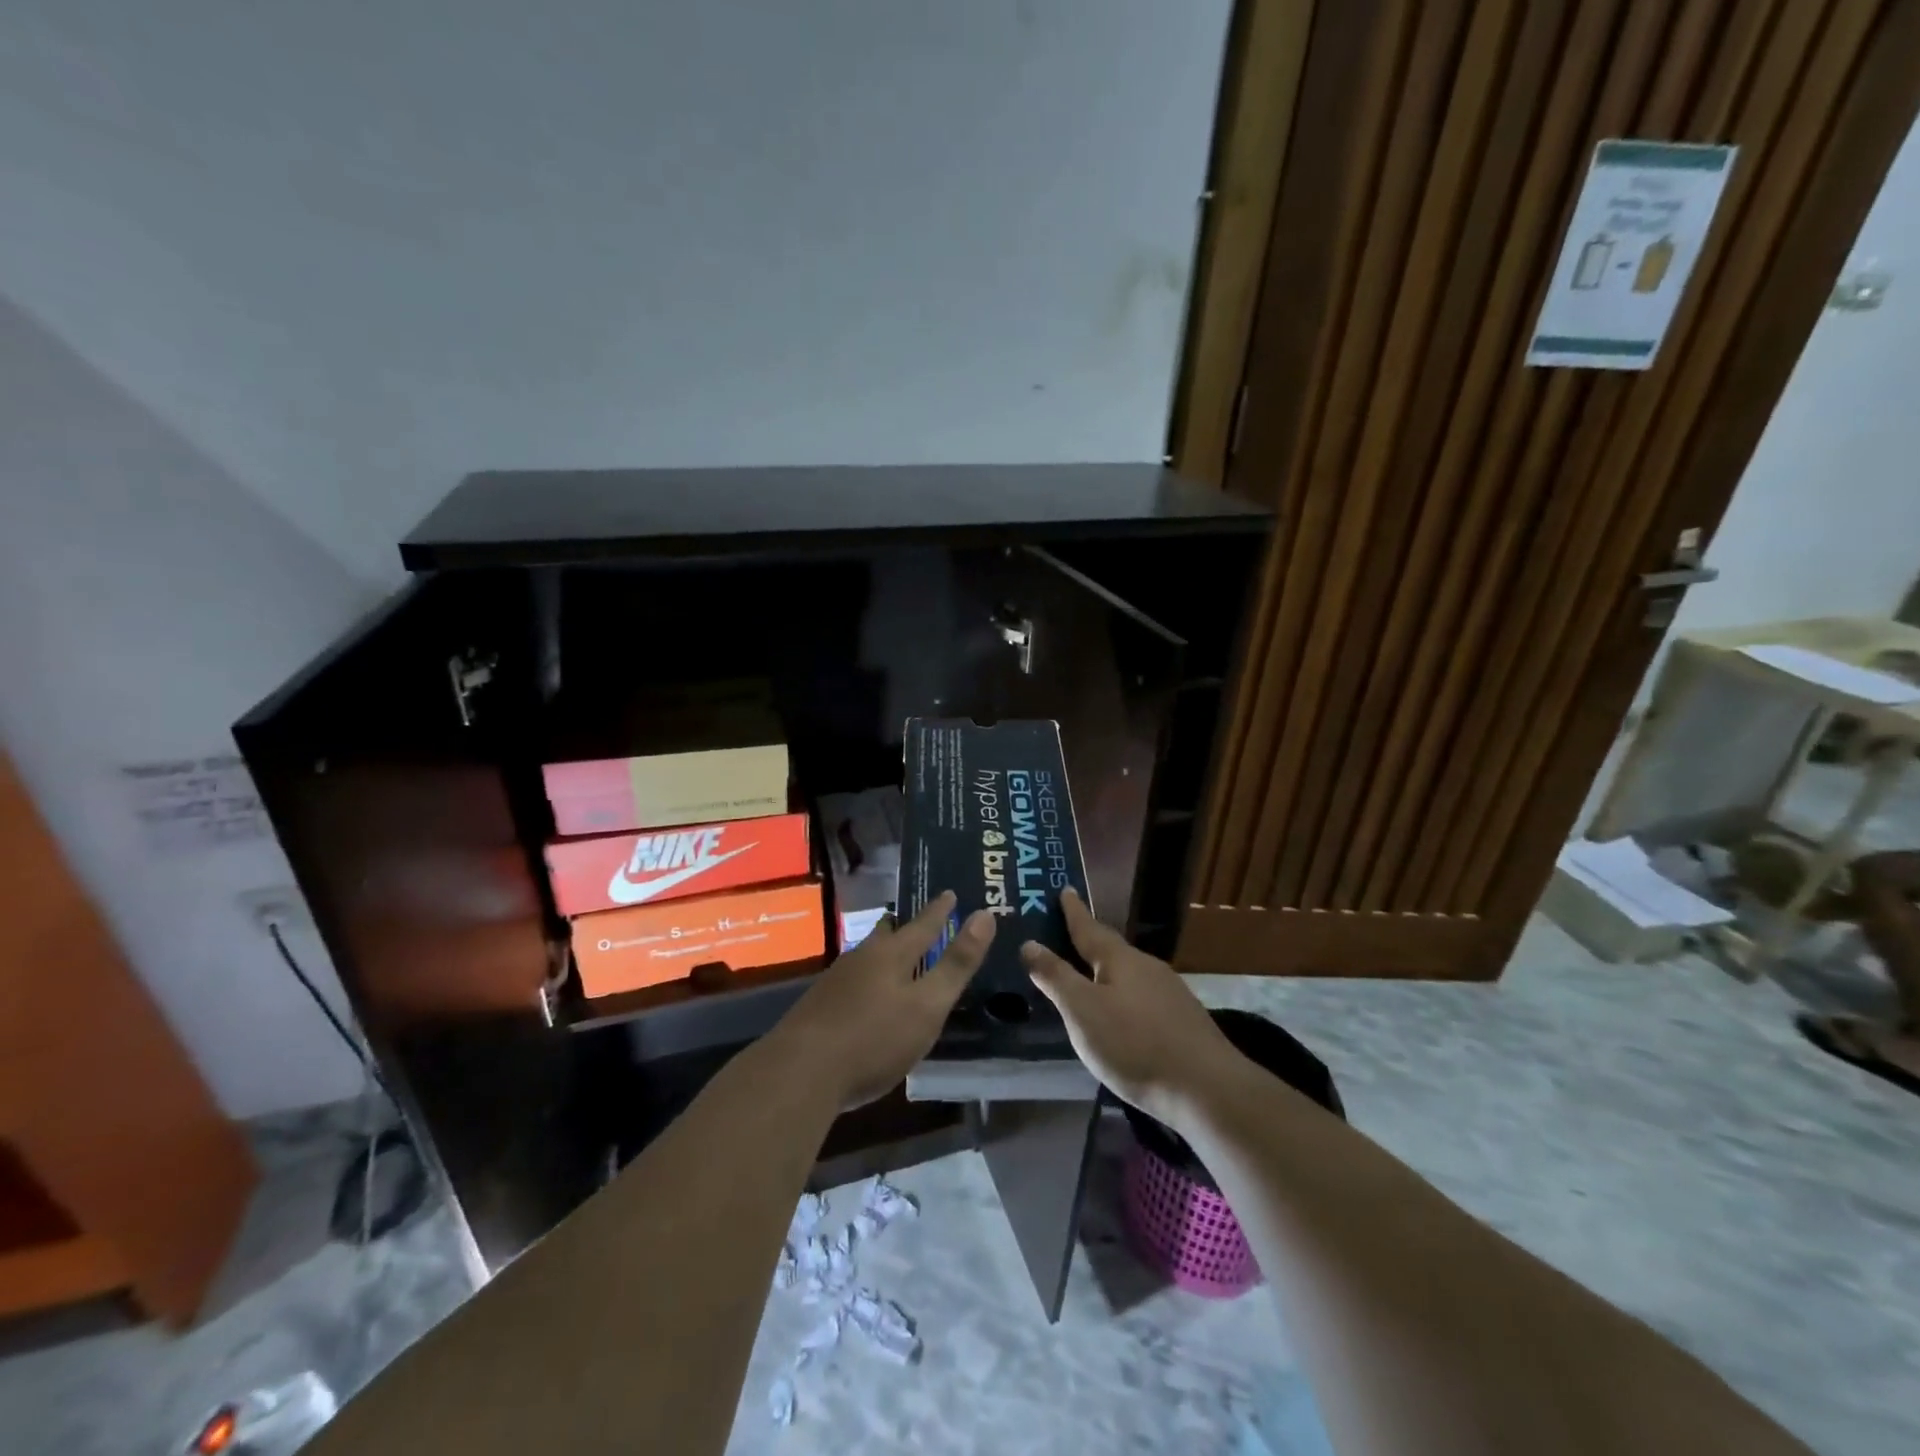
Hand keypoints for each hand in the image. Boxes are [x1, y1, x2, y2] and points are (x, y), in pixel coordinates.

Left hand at [768, 891, 994, 1108]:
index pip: (923, 924)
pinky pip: (853, 979)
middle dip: (905, 925)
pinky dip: (869, 977)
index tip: (950, 892)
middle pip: (888, 934)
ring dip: (885, 951)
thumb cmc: (874, 1038)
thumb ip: (956, 964)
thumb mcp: (927, 1005)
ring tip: (897, 953)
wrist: (800, 1073)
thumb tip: (985, 915)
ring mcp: (836, 981)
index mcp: (891, 954)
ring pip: (867, 956)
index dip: (940, 910)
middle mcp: (861, 958)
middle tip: (919, 918)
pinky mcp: (819, 1006)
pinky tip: (868, 994)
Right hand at [1021, 887, 1243, 1126]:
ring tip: (1087, 977)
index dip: (1074, 911)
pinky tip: (1120, 1014)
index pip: (1089, 928)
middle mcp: (1147, 967)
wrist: (1206, 1089)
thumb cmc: (1134, 1044)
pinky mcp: (1182, 1021)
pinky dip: (1123, 996)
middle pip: (1111, 949)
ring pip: (1128, 975)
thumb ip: (1055, 977)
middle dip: (1089, 942)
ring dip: (1106, 972)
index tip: (1064, 889)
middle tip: (1066, 935)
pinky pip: (1142, 997)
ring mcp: (1169, 994)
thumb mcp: (1082, 1010)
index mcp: (1121, 959)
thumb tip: (1029, 943)